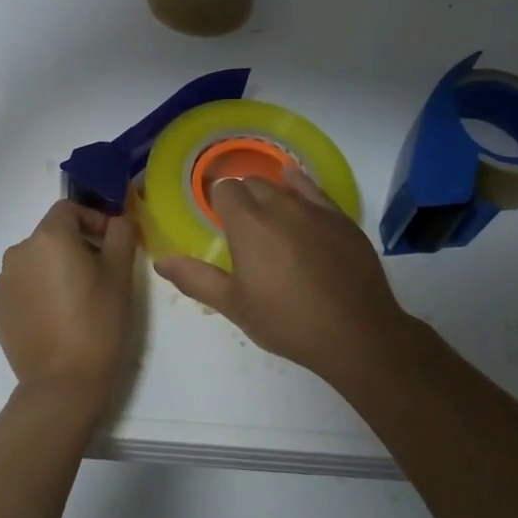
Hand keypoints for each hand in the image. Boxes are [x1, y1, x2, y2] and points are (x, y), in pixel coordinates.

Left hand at [0, 199, 141, 411]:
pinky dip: (39, 292)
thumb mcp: (120, 274)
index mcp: (48, 237)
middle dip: (76, 246)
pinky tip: (56, 318)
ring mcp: (3, 282)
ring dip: (55, 269)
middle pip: (51, 235)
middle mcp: (18, 252)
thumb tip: (118, 219)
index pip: (69, 209)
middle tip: (100, 275)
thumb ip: (121, 234)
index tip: (111, 244)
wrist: (63, 383)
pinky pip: (22, 287)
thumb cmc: (98, 322)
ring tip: (77, 300)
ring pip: (35, 261)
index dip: (93, 219)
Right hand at [155, 168, 413, 382]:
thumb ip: (195, 278)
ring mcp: (314, 208)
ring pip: (283, 185)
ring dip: (270, 194)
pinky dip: (300, 186)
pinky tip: (296, 186)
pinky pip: (315, 190)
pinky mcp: (341, 218)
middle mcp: (279, 205)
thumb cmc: (287, 321)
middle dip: (242, 197)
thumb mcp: (234, 305)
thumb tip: (161, 261)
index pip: (224, 191)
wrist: (356, 333)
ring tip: (270, 217)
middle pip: (252, 183)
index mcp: (247, 223)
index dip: (218, 204)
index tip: (219, 223)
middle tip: (242, 228)